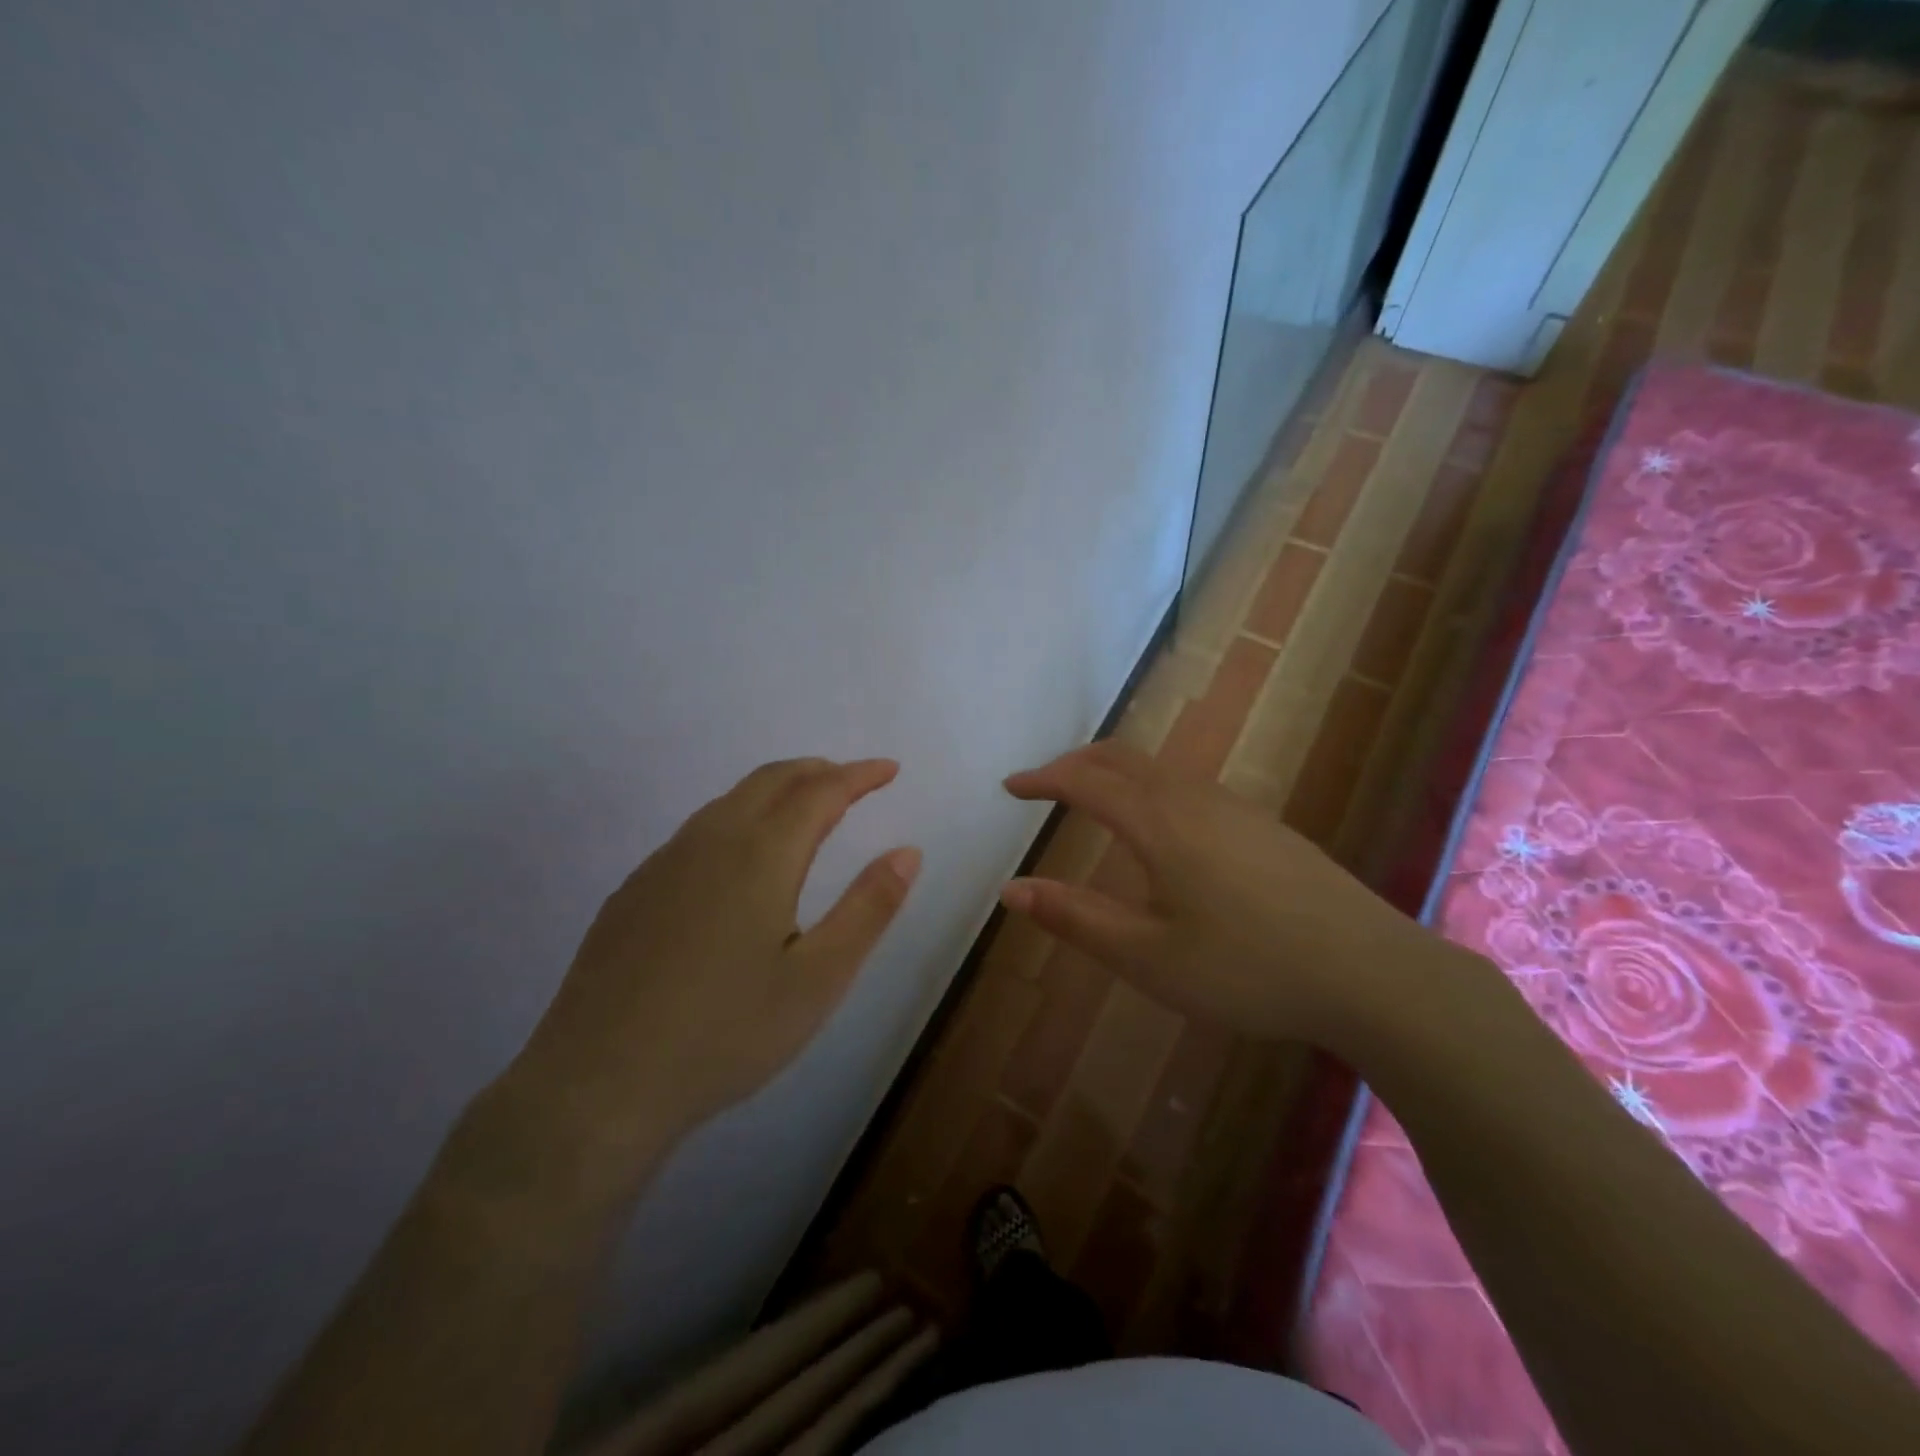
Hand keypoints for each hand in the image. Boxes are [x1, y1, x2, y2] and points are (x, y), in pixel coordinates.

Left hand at [500, 758, 919, 1193]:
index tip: (889, 769)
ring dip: (776, 792)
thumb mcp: (818, 980)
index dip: (859, 775)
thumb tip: (908, 852)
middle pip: (770, 780)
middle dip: (818, 772)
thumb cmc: (725, 1035)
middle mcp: (709, 842)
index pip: (820, 791)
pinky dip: (737, 820)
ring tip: (805, 813)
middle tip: (853, 783)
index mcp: (760, 856)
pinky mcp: (632, 892)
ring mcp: (662, 864)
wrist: (597, 1087)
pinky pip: (696, 832)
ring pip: (729, 802)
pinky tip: (739, 864)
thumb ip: (868, 909)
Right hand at [1000, 740, 1442, 1050]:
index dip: (1042, 779)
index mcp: (1159, 823)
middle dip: (1075, 762)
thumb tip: (1011, 889)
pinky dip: (1148, 786)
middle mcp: (1193, 798)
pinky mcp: (1264, 826)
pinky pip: (1188, 785)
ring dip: (1114, 771)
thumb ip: (1075, 918)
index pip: (1085, 781)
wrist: (1372, 972)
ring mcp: (1235, 808)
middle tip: (1043, 784)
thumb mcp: (1148, 956)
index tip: (1010, 787)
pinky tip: (1159, 828)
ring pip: (1159, 768)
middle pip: (1122, 758)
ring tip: (1091, 798)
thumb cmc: (1247, 969)